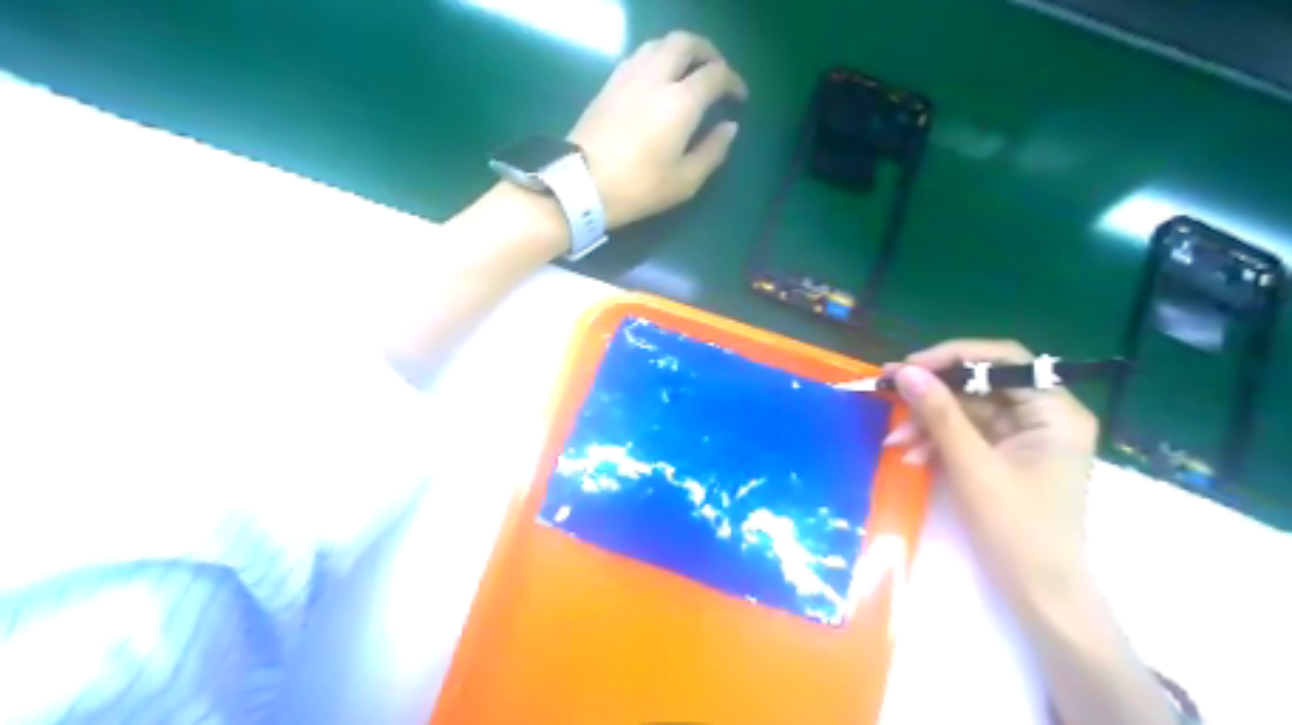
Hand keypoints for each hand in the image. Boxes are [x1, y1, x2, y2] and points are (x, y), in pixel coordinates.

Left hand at [574, 28, 753, 228]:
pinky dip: (657, 58)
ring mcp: (629, 76)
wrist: (580, 184)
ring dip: (681, 51)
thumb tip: (729, 127)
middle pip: (687, 43)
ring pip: (660, 43)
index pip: (716, 74)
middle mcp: (656, 77)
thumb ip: (712, 151)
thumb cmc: (638, 187)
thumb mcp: (684, 181)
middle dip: (708, 52)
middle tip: (717, 72)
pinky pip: (639, 55)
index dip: (733, 81)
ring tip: (688, 72)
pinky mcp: (609, 83)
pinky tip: (658, 79)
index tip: (739, 97)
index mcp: (681, 101)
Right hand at [885, 342, 1094, 614]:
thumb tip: (906, 371)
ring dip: (928, 423)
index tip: (909, 367)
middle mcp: (1043, 416)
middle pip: (980, 385)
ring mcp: (1023, 437)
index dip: (953, 357)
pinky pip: (965, 434)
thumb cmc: (1016, 528)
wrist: (1039, 593)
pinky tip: (912, 457)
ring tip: (895, 442)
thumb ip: (939, 413)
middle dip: (932, 396)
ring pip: (966, 410)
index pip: (1004, 360)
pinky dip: (937, 442)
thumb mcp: (972, 465)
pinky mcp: (1004, 456)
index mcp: (1054, 411)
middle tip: (887, 392)